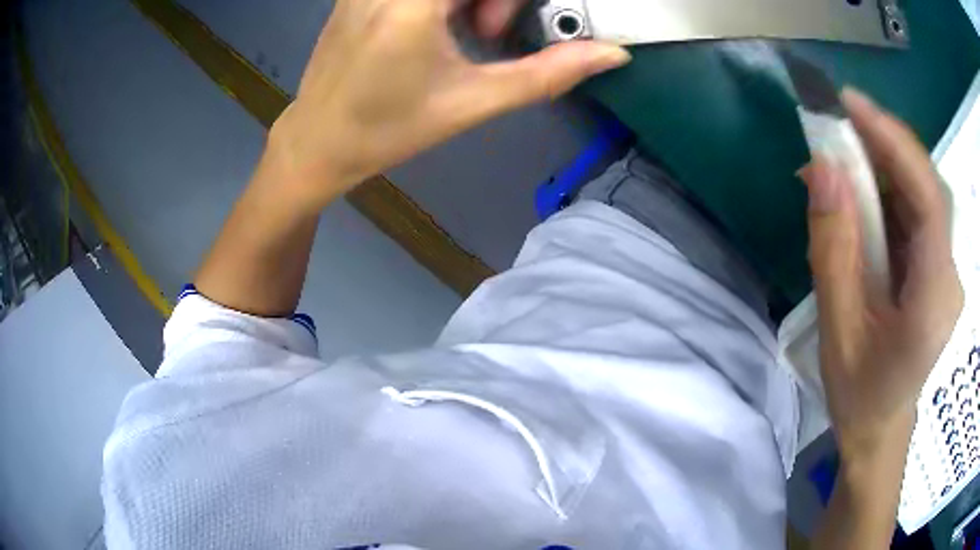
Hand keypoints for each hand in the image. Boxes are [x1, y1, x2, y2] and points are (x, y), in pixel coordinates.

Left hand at [267, 0, 630, 210]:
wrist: (316, 141)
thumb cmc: (389, 129)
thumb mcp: (473, 102)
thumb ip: (548, 73)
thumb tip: (613, 54)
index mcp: (413, 2)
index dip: (512, 3)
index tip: (498, 31)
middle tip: (485, 33)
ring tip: (460, 32)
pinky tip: (435, 23)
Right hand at [801, 88, 963, 460]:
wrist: (881, 429)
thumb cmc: (859, 394)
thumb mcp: (838, 328)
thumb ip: (833, 248)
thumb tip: (821, 169)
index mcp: (934, 298)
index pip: (928, 199)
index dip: (894, 142)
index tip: (850, 104)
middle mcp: (950, 274)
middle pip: (927, 187)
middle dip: (885, 144)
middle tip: (838, 122)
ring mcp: (946, 268)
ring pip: (922, 193)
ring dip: (882, 163)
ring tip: (840, 153)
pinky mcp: (937, 265)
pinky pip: (916, 211)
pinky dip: (887, 188)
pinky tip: (859, 189)